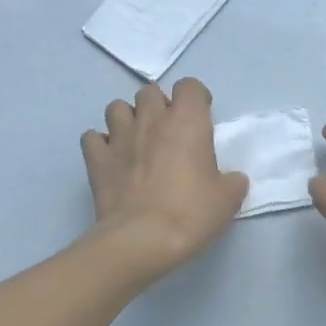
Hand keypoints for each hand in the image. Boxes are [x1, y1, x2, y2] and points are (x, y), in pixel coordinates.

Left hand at [80, 78, 248, 280]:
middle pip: (150, 92)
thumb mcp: (228, 200)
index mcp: (187, 121)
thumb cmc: (191, 213)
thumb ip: (232, 181)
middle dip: (159, 105)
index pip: (190, 86)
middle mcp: (151, 120)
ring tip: (137, 141)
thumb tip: (232, 179)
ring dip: (127, 119)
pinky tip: (111, 159)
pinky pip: (93, 138)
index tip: (201, 118)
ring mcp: (119, 137)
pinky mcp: (96, 159)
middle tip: (168, 131)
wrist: (142, 240)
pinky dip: (101, 144)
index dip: (196, 98)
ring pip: (116, 107)